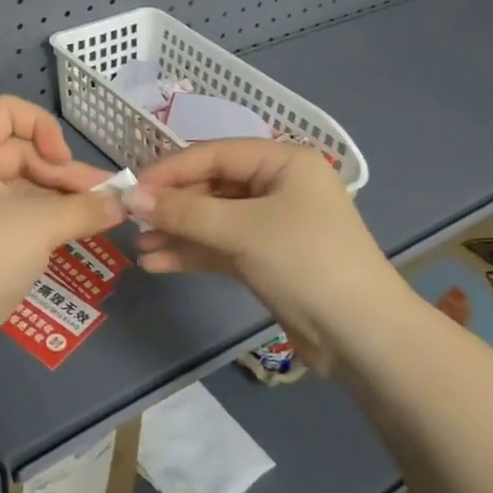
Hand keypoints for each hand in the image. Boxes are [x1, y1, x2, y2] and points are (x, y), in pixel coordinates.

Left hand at [0, 97, 125, 371]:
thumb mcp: (39, 224)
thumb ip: (84, 207)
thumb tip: (122, 203)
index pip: (5, 111)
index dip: (41, 126)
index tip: (62, 161)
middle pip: (19, 152)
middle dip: (64, 173)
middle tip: (105, 198)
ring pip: (21, 188)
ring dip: (61, 199)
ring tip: (103, 216)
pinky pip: (15, 217)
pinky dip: (45, 221)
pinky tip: (77, 234)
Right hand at [128, 140, 403, 373]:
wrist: (363, 338)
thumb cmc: (306, 263)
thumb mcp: (242, 231)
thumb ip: (184, 212)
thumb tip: (130, 197)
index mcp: (283, 162)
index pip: (214, 154)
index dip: (170, 170)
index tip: (131, 188)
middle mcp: (278, 185)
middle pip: (212, 185)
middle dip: (172, 205)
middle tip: (131, 220)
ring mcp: (272, 223)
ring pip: (213, 219)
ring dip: (177, 232)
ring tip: (138, 246)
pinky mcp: (267, 258)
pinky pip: (221, 246)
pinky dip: (193, 253)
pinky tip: (158, 263)